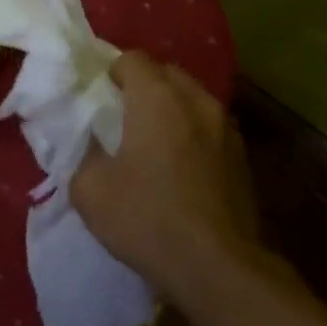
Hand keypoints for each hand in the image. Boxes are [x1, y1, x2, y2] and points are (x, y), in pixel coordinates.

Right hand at [70, 53, 270, 306]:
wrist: (217, 267)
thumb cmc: (147, 218)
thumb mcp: (89, 189)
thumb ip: (83, 152)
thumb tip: (91, 141)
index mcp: (158, 99)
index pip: (132, 59)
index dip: (111, 72)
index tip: (98, 97)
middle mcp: (197, 101)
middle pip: (166, 73)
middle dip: (143, 85)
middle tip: (121, 115)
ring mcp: (226, 128)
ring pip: (192, 99)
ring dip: (171, 108)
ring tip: (152, 139)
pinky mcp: (243, 156)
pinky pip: (210, 127)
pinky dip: (192, 132)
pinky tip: (180, 164)